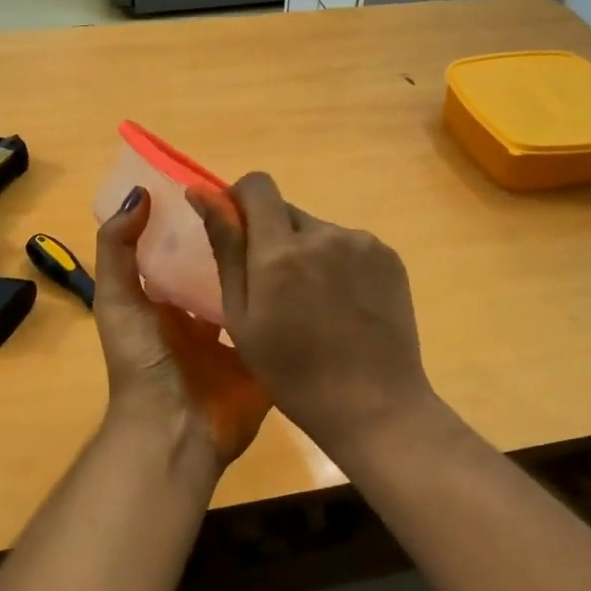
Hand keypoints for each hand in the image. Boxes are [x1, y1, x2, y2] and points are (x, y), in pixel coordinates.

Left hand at [93, 187, 270, 470]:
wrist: (176, 428)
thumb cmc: (144, 361)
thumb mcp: (118, 300)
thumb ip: (118, 249)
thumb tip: (140, 194)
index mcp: (169, 301)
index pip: (188, 252)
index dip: (203, 224)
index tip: (226, 191)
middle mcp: (203, 315)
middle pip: (225, 269)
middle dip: (242, 243)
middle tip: (272, 208)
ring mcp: (237, 336)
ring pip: (256, 292)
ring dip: (270, 269)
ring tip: (298, 230)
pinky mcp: (265, 354)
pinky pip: (281, 322)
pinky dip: (294, 303)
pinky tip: (315, 271)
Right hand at [188, 173, 434, 455]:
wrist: (373, 405)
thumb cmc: (293, 373)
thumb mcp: (242, 317)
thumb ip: (226, 249)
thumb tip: (202, 194)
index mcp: (280, 250)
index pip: (257, 186)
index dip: (241, 200)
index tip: (238, 232)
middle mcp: (324, 234)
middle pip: (287, 211)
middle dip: (274, 237)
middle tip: (277, 289)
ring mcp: (362, 243)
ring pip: (319, 231)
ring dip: (308, 253)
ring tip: (316, 305)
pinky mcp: (389, 257)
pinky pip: (350, 246)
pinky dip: (339, 264)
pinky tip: (344, 307)